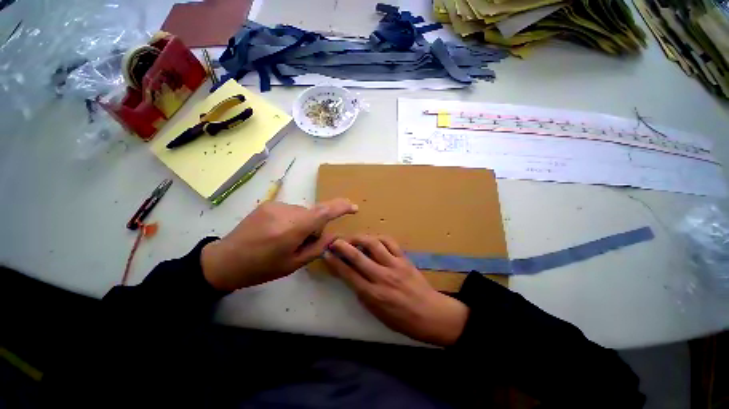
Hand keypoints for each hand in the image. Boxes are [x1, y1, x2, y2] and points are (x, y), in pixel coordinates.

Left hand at [201, 199, 357, 290]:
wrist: (226, 260)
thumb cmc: (262, 268)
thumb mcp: (294, 264)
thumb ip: (317, 248)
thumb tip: (334, 235)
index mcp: (291, 230)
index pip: (323, 212)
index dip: (340, 207)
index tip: (353, 207)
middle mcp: (285, 212)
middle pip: (313, 214)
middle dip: (315, 226)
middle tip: (302, 242)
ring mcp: (275, 206)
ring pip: (302, 212)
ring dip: (302, 223)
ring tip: (285, 238)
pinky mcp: (268, 204)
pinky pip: (291, 210)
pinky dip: (292, 219)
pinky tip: (276, 232)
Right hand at [323, 235, 468, 346]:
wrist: (430, 314)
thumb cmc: (402, 319)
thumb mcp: (377, 313)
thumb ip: (363, 294)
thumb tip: (351, 277)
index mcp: (372, 294)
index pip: (348, 274)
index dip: (335, 262)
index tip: (326, 254)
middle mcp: (381, 277)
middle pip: (357, 256)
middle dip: (342, 246)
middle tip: (334, 240)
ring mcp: (394, 265)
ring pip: (373, 244)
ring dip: (360, 238)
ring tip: (353, 238)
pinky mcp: (404, 259)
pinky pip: (390, 242)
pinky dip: (379, 238)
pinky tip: (373, 239)